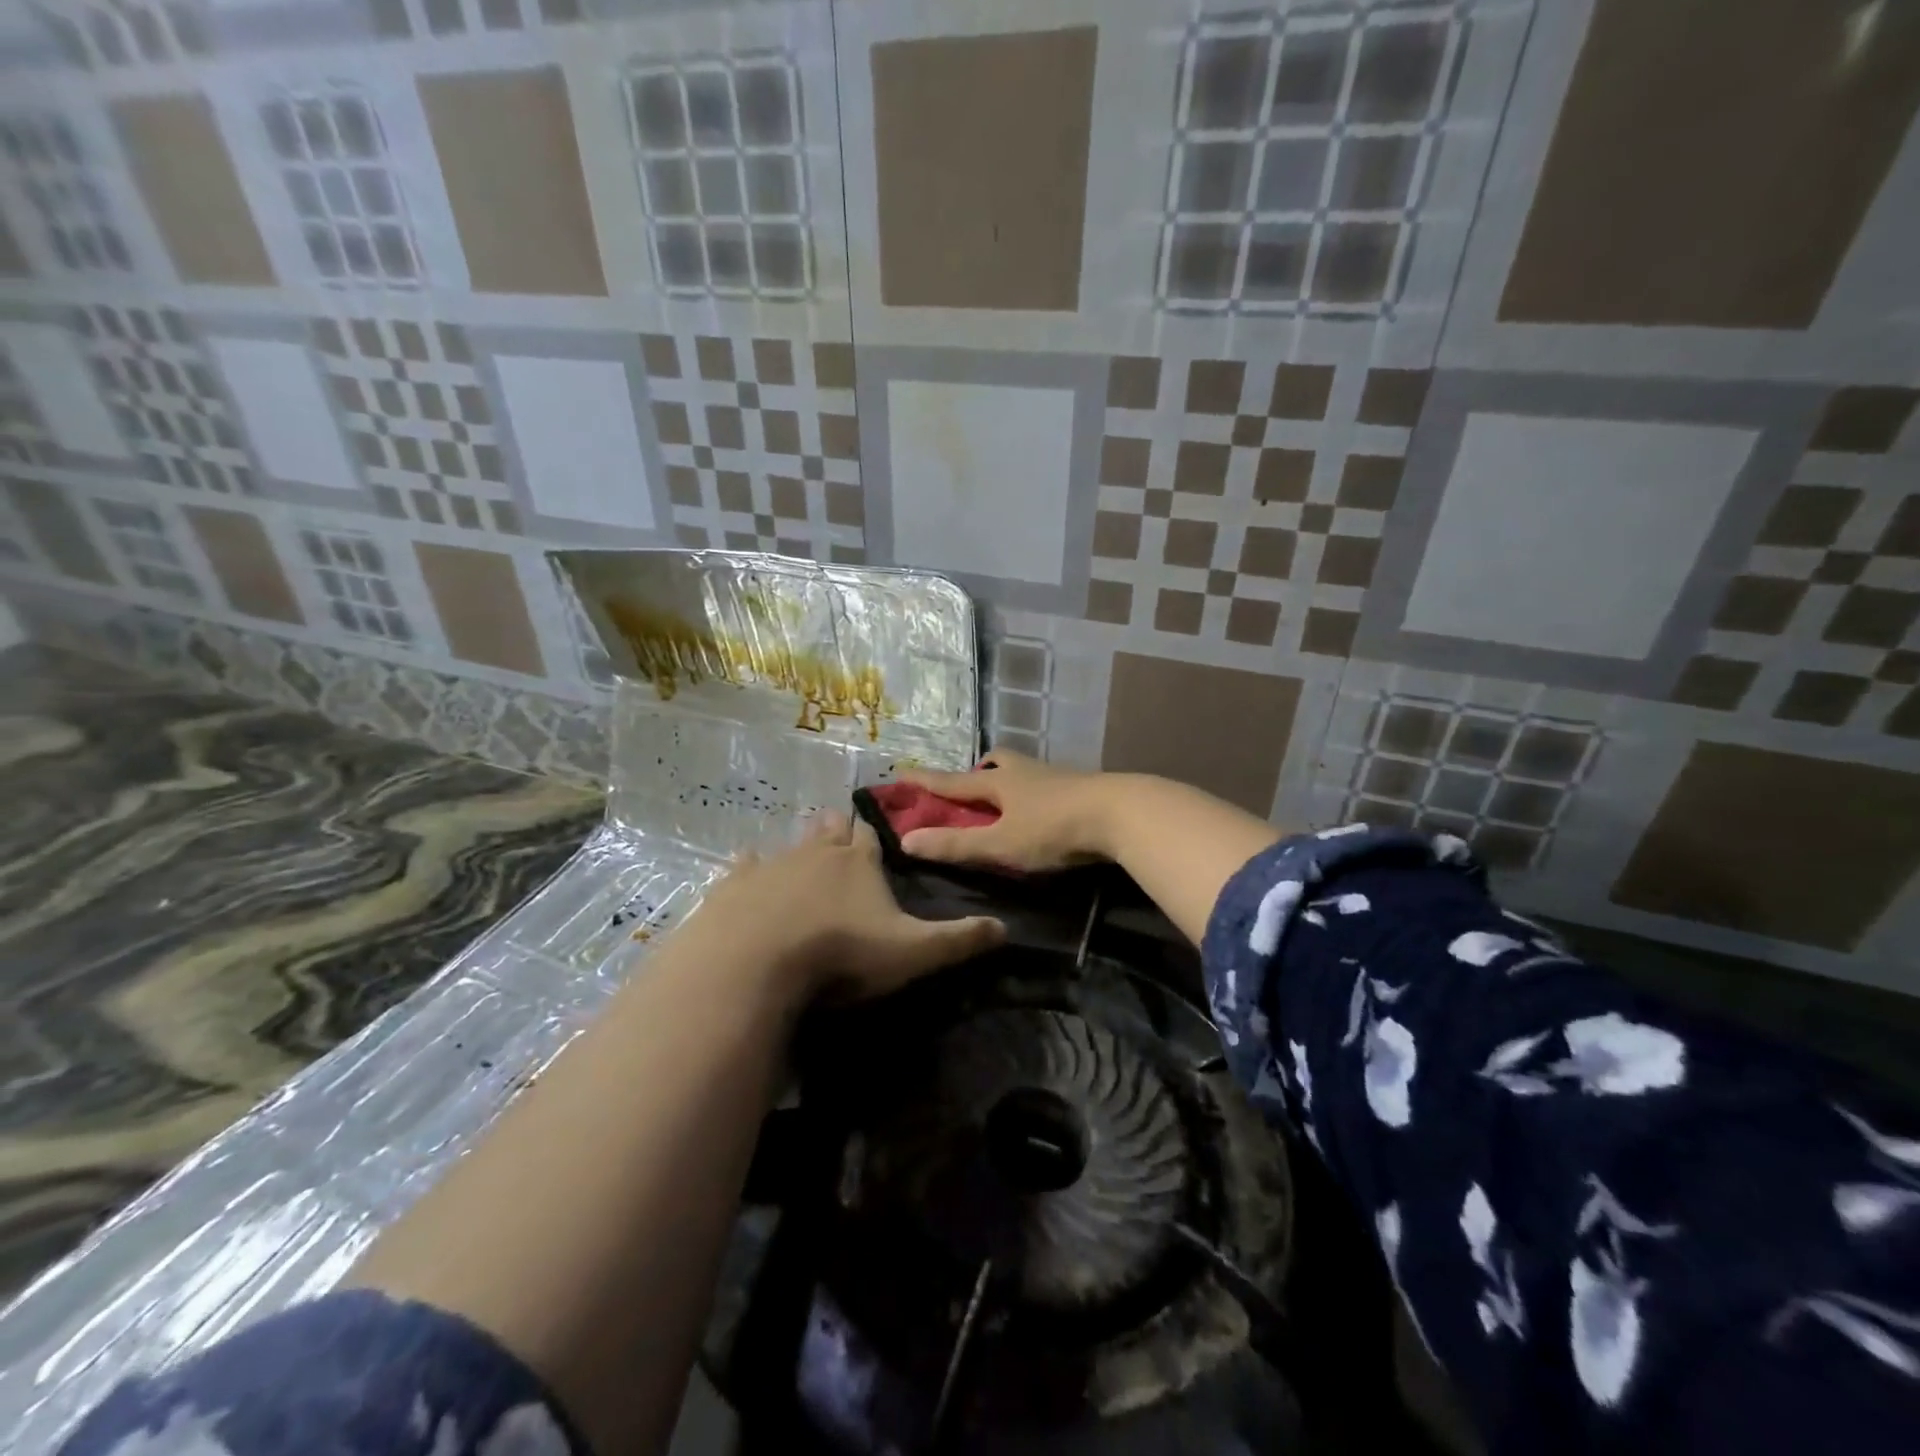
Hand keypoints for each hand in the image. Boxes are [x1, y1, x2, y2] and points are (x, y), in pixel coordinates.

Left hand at [687, 813, 1004, 1002]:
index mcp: (858, 864)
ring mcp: (774, 866)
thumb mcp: (911, 951)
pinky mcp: (737, 886)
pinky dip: (749, 865)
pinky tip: (745, 860)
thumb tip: (1005, 927)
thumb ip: (957, 939)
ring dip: (800, 844)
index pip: (872, 841)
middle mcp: (817, 855)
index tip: (876, 831)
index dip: (875, 837)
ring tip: (804, 841)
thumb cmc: (841, 952)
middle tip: (838, 824)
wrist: (758, 961)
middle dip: (837, 830)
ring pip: (791, 846)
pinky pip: (746, 867)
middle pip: (831, 834)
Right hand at [894, 751, 1116, 872]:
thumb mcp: (1000, 844)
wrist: (1120, 813)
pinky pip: (1050, 784)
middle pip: (997, 763)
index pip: (954, 782)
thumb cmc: (1053, 829)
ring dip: (1011, 781)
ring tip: (1009, 802)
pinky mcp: (1083, 787)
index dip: (927, 781)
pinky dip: (1038, 794)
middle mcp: (1026, 772)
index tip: (902, 772)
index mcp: (1000, 784)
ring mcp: (1058, 777)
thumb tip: (906, 841)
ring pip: (1025, 771)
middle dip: (980, 773)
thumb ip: (956, 845)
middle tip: (973, 787)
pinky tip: (1046, 811)